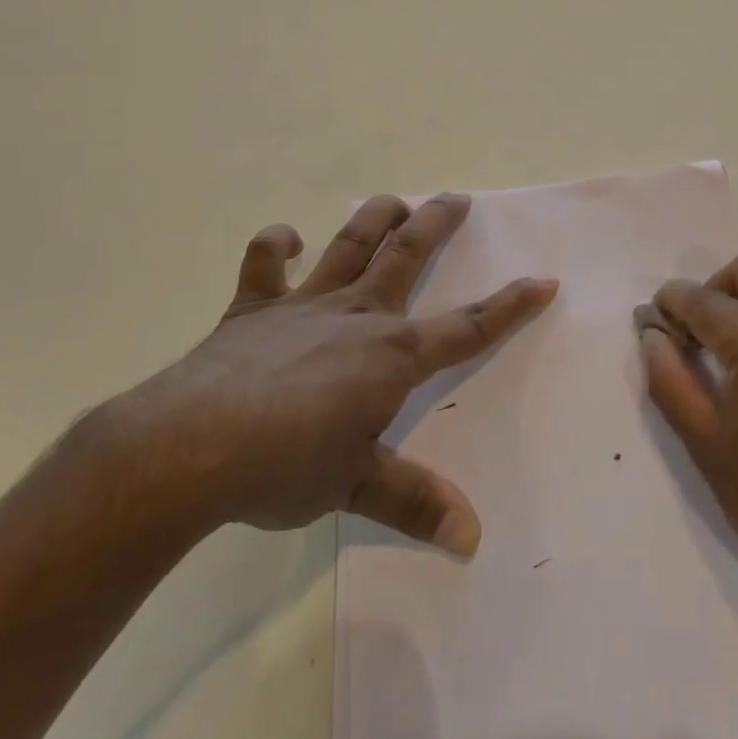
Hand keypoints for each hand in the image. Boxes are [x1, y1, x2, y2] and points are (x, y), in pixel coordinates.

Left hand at [103, 192, 555, 558]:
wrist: (194, 447)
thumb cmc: (286, 467)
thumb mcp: (357, 487)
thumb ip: (415, 503)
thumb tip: (471, 540)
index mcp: (390, 354)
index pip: (466, 327)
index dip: (509, 305)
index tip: (543, 281)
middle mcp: (356, 314)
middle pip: (407, 255)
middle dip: (438, 224)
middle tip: (457, 198)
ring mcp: (303, 304)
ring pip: (349, 243)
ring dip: (374, 217)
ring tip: (395, 201)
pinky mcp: (254, 307)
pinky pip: (265, 262)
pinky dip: (277, 244)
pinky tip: (287, 240)